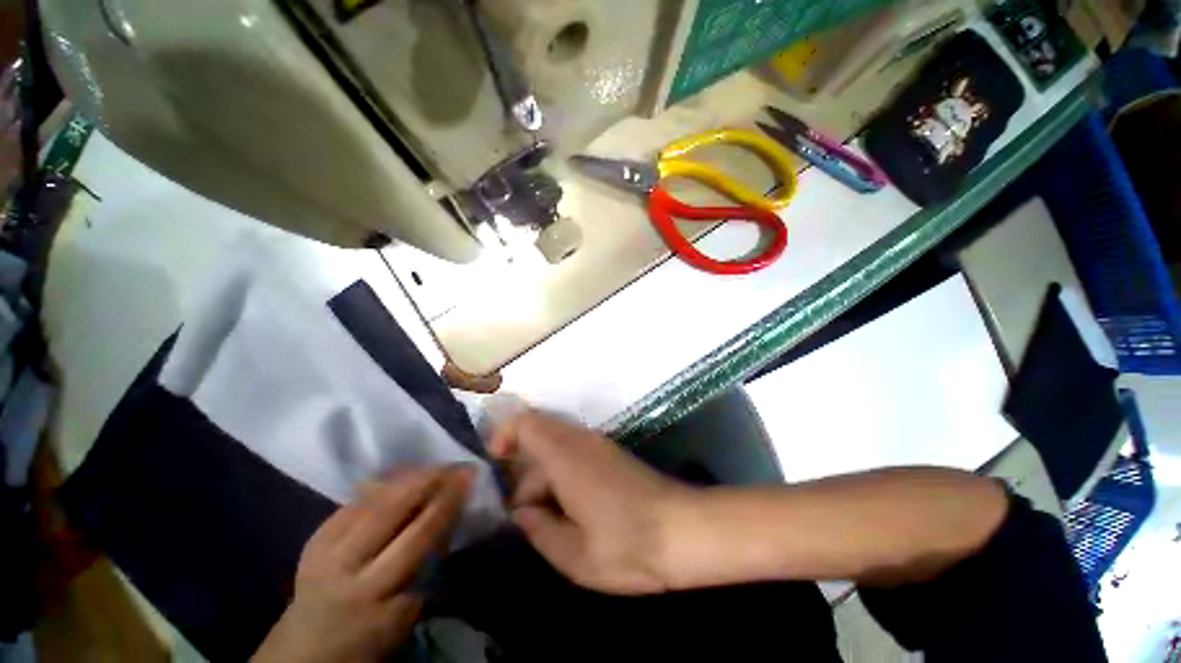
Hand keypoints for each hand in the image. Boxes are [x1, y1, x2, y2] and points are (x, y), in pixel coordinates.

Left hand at [252, 466, 472, 662]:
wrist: (307, 648)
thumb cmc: (369, 637)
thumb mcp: (406, 615)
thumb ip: (427, 567)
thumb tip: (451, 519)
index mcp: (379, 598)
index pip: (422, 539)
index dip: (448, 504)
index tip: (468, 480)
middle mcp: (351, 572)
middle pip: (395, 514)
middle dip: (430, 483)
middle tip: (455, 465)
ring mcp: (327, 552)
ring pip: (374, 502)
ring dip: (408, 478)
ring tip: (433, 465)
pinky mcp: (314, 539)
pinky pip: (354, 501)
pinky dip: (382, 483)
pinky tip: (401, 473)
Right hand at [488, 411, 694, 594]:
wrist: (685, 529)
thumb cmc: (628, 545)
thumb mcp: (573, 554)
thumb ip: (539, 529)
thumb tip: (521, 512)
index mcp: (565, 457)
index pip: (526, 423)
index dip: (504, 434)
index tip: (495, 463)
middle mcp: (581, 440)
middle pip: (538, 434)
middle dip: (523, 470)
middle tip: (525, 514)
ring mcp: (598, 444)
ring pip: (555, 445)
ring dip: (543, 475)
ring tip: (548, 519)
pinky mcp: (610, 453)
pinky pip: (573, 451)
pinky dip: (561, 473)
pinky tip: (569, 509)